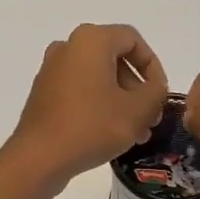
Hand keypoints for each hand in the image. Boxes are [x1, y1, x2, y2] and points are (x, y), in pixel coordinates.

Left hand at [6, 24, 169, 187]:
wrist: (39, 158)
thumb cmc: (92, 127)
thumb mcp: (138, 110)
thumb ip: (156, 92)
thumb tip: (155, 87)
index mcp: (91, 40)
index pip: (133, 40)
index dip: (153, 66)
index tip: (160, 94)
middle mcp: (68, 47)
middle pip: (115, 59)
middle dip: (137, 88)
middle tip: (150, 117)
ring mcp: (52, 70)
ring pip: (98, 78)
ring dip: (122, 100)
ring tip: (136, 132)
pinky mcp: (44, 93)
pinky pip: (80, 90)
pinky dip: (99, 105)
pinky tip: (111, 133)